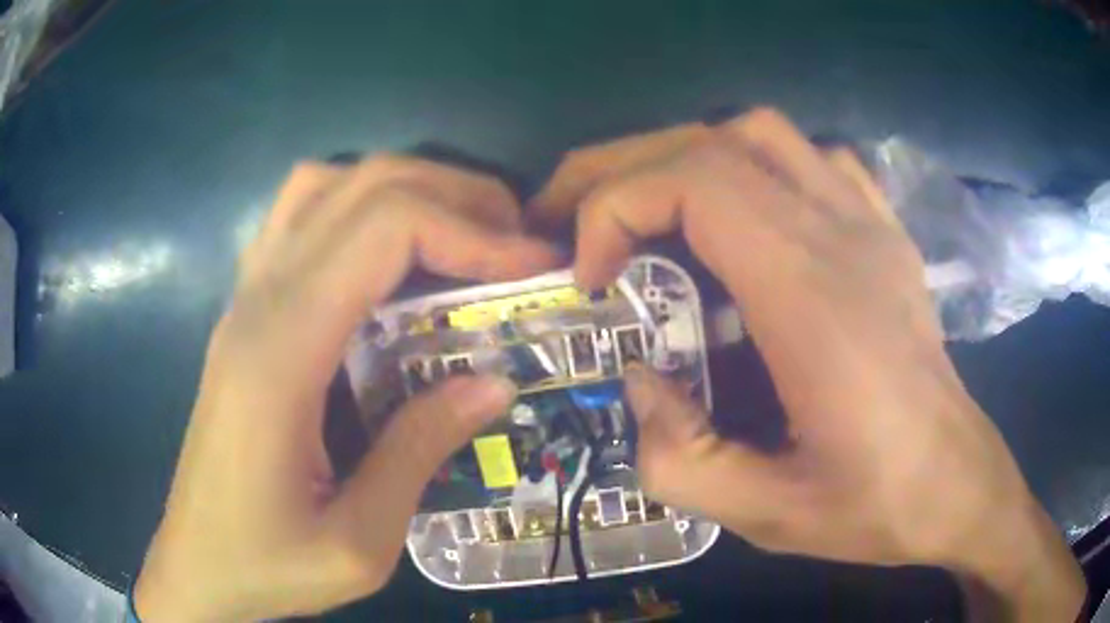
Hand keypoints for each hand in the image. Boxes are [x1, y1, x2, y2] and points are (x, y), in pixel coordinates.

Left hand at [134, 156, 559, 621]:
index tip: (532, 265)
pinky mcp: (243, 312)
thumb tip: (495, 381)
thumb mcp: (360, 542)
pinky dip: (356, 206)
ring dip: (402, 187)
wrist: (195, 565)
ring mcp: (243, 299)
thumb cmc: (267, 564)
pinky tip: (389, 254)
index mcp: (281, 353)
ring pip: (323, 185)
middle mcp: (257, 302)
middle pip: (361, 187)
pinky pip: (298, 218)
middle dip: (454, 194)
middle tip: (516, 239)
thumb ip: (421, 452)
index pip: (383, 230)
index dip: (469, 232)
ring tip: (460, 230)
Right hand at [533, 109, 1085, 621]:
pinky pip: (816, 159)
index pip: (695, 184)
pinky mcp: (886, 235)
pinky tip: (750, 220)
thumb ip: (678, 460)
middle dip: (624, 170)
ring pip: (762, 133)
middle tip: (583, 227)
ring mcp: (871, 227)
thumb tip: (639, 382)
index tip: (593, 278)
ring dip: (691, 159)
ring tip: (659, 221)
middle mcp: (842, 238)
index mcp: (812, 299)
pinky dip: (760, 166)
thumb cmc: (878, 505)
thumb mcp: (766, 517)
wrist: (960, 485)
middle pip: (713, 143)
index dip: (616, 208)